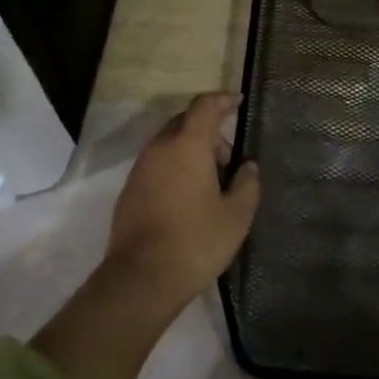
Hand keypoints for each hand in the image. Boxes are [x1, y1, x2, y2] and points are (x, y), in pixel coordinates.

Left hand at [105, 92, 261, 310]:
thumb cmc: (195, 241)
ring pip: (169, 143)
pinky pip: (157, 164)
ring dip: (191, 151)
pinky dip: (174, 167)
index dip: (223, 99)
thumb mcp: (236, 216)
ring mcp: (140, 168)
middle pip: (185, 122)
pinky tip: (187, 198)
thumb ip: (248, 184)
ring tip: (210, 184)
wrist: (140, 279)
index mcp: (188, 144)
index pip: (205, 106)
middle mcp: (160, 147)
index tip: (239, 101)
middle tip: (229, 160)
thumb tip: (247, 167)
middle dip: (209, 131)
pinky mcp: (129, 190)